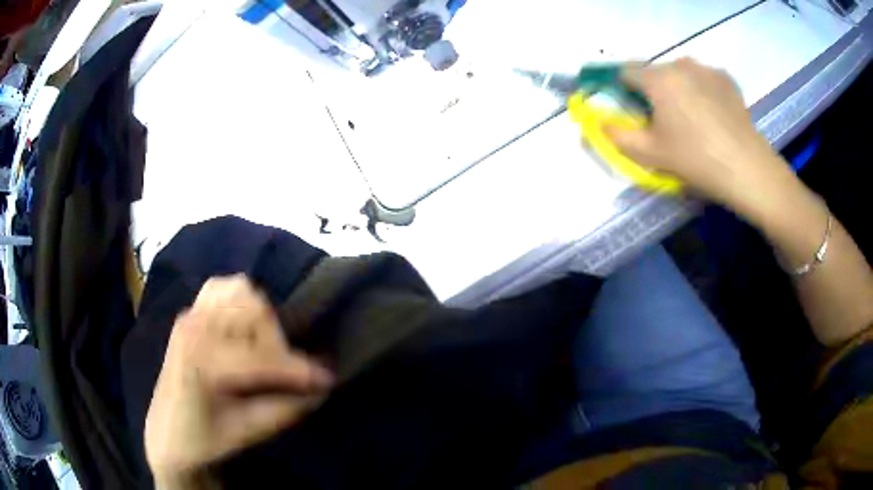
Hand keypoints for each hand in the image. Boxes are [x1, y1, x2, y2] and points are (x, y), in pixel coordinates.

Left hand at [144, 275, 333, 488]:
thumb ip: (285, 408)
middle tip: (285, 373)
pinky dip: (241, 302)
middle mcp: (193, 328)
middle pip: (254, 311)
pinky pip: (223, 287)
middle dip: (278, 343)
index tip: (327, 380)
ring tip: (263, 351)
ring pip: (241, 291)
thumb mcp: (246, 433)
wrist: (166, 433)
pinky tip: (244, 331)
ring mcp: (189, 314)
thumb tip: (322, 388)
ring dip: (261, 319)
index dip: (298, 369)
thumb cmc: (203, 439)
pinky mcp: (190, 312)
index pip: (261, 357)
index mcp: (201, 363)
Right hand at [605, 58, 792, 215]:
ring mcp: (706, 69)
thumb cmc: (696, 160)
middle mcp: (680, 64)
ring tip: (692, 119)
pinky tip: (711, 114)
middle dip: (653, 92)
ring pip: (680, 74)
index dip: (620, 88)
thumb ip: (616, 135)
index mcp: (657, 78)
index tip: (629, 109)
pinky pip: (703, 79)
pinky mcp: (726, 79)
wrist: (747, 169)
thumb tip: (599, 122)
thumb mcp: (650, 154)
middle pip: (655, 73)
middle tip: (665, 122)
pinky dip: (701, 91)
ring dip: (678, 89)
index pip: (624, 72)